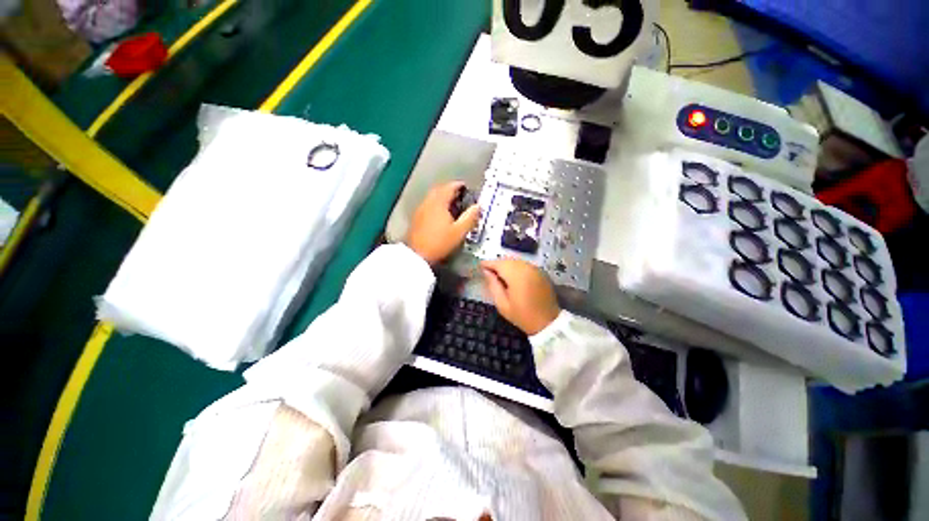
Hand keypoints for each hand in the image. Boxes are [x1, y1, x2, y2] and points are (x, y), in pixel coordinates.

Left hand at [406, 181, 479, 264]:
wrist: (417, 255)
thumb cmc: (440, 242)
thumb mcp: (459, 231)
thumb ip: (470, 217)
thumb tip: (478, 206)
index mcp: (439, 203)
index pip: (449, 187)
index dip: (459, 185)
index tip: (466, 187)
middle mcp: (428, 202)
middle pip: (439, 189)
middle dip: (450, 190)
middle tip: (459, 195)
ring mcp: (420, 210)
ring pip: (432, 197)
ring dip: (442, 197)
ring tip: (452, 205)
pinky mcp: (416, 218)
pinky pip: (428, 205)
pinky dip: (436, 205)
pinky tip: (441, 215)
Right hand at [481, 259, 559, 334]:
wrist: (548, 322)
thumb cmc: (522, 316)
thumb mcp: (502, 304)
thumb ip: (493, 285)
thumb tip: (486, 271)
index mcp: (517, 275)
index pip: (499, 264)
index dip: (488, 264)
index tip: (480, 266)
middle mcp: (527, 268)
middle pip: (507, 260)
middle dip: (497, 264)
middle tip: (489, 272)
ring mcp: (535, 269)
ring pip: (516, 261)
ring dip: (506, 265)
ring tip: (499, 275)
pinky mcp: (541, 272)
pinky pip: (524, 265)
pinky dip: (516, 267)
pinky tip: (512, 277)